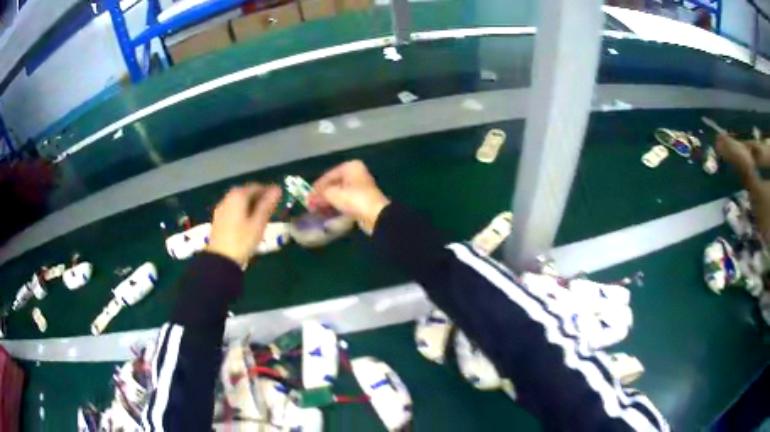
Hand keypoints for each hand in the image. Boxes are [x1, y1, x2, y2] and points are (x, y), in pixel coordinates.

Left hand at [208, 184, 281, 266]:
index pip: (257, 187)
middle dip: (259, 198)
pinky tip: (248, 222)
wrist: (221, 259)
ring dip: (251, 205)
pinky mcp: (218, 218)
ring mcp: (221, 208)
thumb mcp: (258, 223)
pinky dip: (243, 211)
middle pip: (246, 193)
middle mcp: (228, 198)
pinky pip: (233, 209)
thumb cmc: (243, 240)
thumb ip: (267, 204)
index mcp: (238, 196)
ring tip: (261, 216)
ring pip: (239, 202)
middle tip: (271, 208)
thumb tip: (277, 189)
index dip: (269, 192)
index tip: (279, 199)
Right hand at [310, 160, 389, 233]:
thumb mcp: (332, 194)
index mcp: (350, 167)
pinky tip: (328, 212)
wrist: (375, 214)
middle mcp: (356, 174)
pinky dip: (336, 205)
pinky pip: (345, 200)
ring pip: (339, 193)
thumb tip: (309, 198)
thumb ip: (319, 194)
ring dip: (328, 201)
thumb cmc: (353, 199)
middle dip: (322, 195)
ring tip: (317, 210)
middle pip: (333, 184)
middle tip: (311, 205)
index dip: (316, 187)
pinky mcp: (362, 199)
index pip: (328, 175)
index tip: (307, 197)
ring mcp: (360, 187)